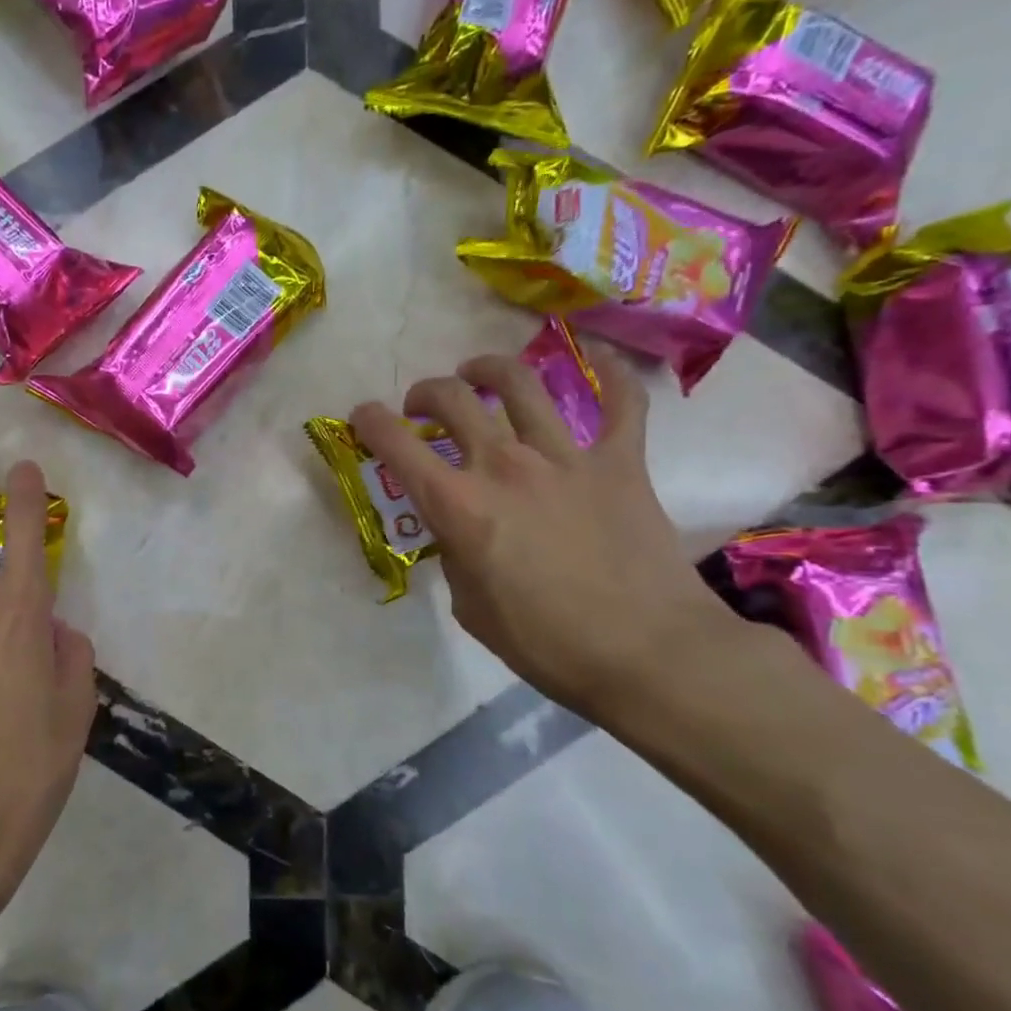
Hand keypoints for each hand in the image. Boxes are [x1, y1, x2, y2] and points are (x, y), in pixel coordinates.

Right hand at [350, 348, 737, 717]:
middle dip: (426, 393)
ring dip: (490, 369)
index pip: (397, 445)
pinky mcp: (621, 463)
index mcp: (459, 506)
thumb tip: (462, 533)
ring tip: (480, 373)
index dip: (370, 422)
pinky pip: (621, 402)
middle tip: (423, 408)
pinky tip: (596, 356)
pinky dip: (610, 373)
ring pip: (521, 384)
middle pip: (453, 399)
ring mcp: (566, 458)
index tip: (363, 416)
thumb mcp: (470, 606)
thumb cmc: (546, 643)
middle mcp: (504, 466)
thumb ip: (456, 555)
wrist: (647, 655)